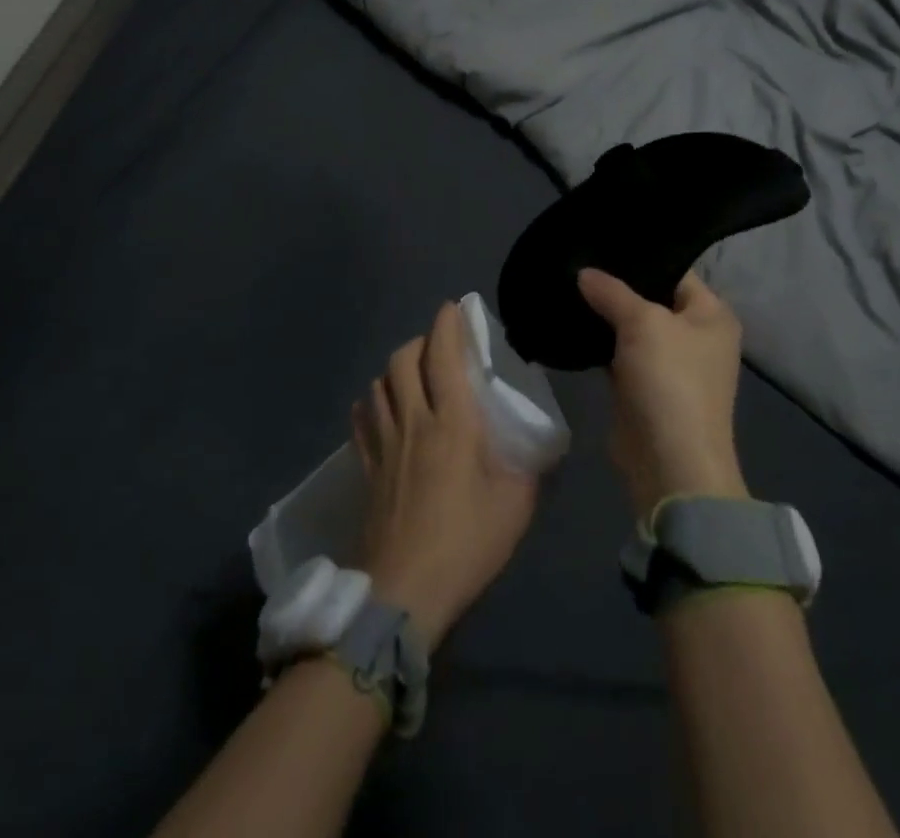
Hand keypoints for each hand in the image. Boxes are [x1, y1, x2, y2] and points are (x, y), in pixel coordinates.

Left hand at [351, 302, 538, 649]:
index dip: (447, 325)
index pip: (443, 356)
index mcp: (453, 423)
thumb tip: (537, 447)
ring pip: (379, 384)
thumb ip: (529, 467)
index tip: (454, 307)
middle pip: (403, 360)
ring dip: (395, 369)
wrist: (404, 593)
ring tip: (413, 375)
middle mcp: (413, 421)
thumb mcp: (516, 506)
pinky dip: (372, 401)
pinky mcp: (366, 468)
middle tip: (439, 346)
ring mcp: (384, 444)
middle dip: (420, 341)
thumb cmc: (466, 544)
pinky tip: (381, 409)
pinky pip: (362, 419)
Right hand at [577, 268, 748, 517]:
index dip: (640, 257)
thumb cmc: (670, 381)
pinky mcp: (644, 387)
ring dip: (604, 315)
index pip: (675, 270)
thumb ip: (612, 292)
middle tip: (577, 261)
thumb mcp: (643, 323)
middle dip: (616, 286)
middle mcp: (696, 335)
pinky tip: (571, 323)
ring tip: (568, 286)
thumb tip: (584, 272)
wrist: (670, 464)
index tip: (600, 241)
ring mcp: (670, 364)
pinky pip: (619, 354)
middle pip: (652, 298)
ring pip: (632, 327)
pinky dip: (599, 343)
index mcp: (712, 314)